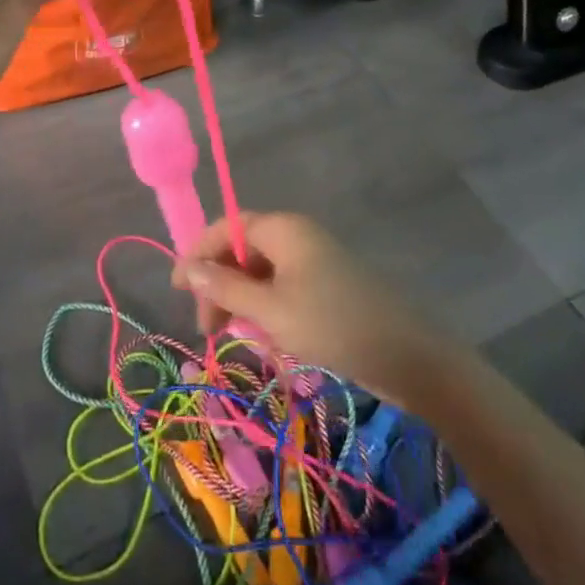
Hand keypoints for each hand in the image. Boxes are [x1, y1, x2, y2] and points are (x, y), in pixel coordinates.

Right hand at [171, 211, 455, 405]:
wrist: (408, 356)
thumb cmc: (333, 325)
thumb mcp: (271, 310)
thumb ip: (225, 288)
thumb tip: (187, 268)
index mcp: (283, 228)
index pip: (226, 227)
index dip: (197, 253)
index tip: (177, 289)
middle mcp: (296, 236)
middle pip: (242, 250)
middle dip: (219, 284)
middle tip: (207, 328)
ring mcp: (314, 260)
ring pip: (261, 272)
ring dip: (240, 300)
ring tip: (232, 336)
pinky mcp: (327, 286)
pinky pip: (282, 287)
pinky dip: (265, 308)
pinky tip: (264, 337)